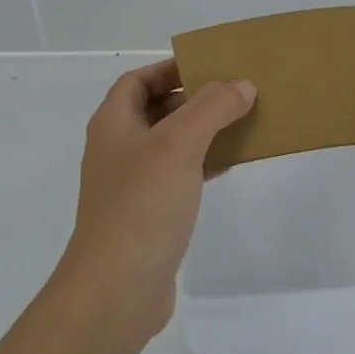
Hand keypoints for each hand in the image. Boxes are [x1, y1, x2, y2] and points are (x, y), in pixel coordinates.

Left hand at [48, 60, 256, 342]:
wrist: (118, 287)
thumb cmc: (142, 204)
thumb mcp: (178, 144)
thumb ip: (211, 108)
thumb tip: (241, 84)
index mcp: (113, 124)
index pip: (137, 80)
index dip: (169, 68)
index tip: (208, 66)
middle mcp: (116, 149)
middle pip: (154, 110)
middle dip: (191, 99)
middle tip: (233, 94)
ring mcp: (130, 185)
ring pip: (169, 145)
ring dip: (201, 132)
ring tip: (241, 123)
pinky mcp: (147, 216)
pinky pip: (177, 177)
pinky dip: (201, 165)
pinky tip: (230, 165)